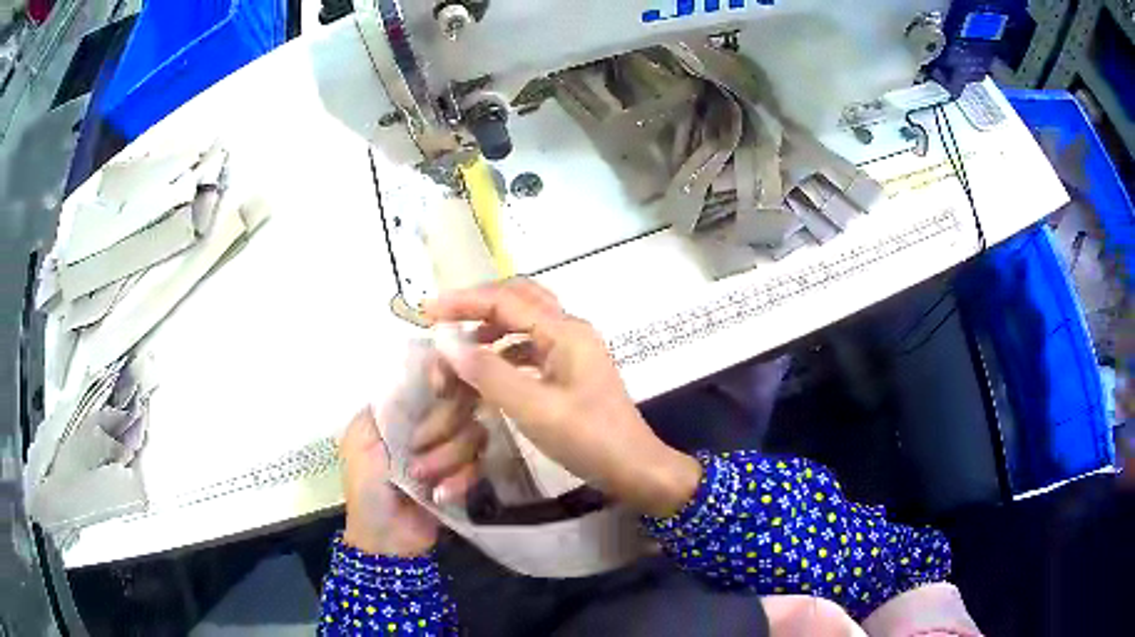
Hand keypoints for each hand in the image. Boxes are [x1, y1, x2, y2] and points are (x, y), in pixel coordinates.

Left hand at [341, 360, 484, 556]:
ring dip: (446, 458)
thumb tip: (420, 370)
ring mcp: (451, 449)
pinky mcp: (467, 475)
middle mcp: (431, 423)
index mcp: (403, 410)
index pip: (433, 379)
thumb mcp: (361, 441)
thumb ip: (387, 406)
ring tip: (421, 479)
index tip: (441, 387)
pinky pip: (479, 465)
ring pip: (473, 433)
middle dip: (439, 429)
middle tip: (415, 451)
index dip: (442, 379)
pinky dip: (460, 480)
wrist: (385, 538)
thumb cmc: (365, 486)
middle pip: (459, 403)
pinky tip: (440, 495)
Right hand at [424, 279, 700, 517]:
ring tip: (459, 348)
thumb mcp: (535, 409)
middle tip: (443, 319)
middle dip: (478, 305)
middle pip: (518, 298)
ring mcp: (573, 350)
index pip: (505, 300)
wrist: (635, 469)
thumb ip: (489, 374)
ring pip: (524, 322)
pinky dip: (504, 352)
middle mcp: (570, 330)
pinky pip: (531, 348)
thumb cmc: (589, 439)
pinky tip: (487, 373)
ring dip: (490, 328)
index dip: (462, 302)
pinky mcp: (571, 370)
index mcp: (565, 331)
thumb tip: (447, 345)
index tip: (426, 312)